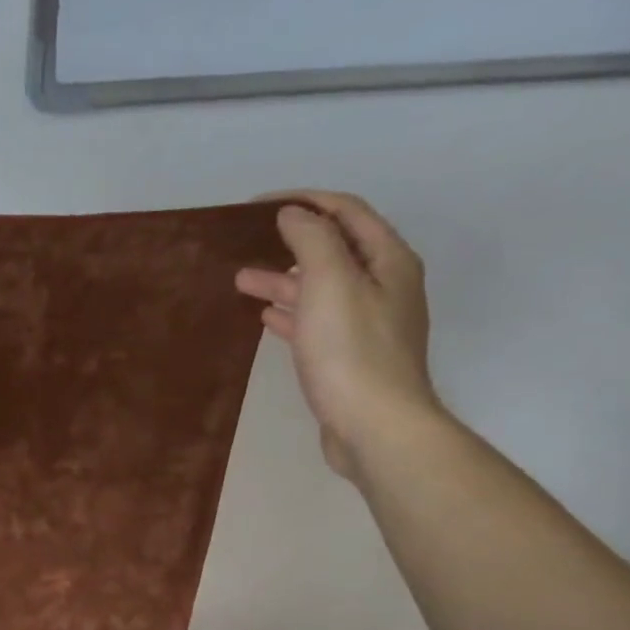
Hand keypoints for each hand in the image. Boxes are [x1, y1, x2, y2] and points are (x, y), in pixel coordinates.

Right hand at [235, 191, 438, 479]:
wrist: (375, 428)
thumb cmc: (352, 352)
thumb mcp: (331, 282)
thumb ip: (312, 240)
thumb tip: (293, 214)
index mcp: (388, 260)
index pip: (346, 211)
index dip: (304, 201)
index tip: (257, 206)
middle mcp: (384, 286)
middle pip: (333, 250)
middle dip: (289, 242)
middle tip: (245, 244)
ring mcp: (368, 325)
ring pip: (321, 289)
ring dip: (283, 281)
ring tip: (242, 281)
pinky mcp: (350, 359)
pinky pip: (317, 324)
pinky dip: (292, 315)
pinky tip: (267, 318)